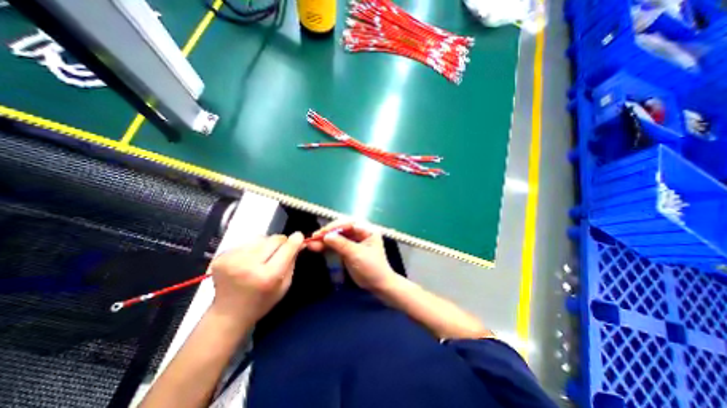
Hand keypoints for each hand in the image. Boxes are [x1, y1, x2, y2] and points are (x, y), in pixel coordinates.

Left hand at [210, 234, 304, 323]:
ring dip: (266, 244)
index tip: (299, 236)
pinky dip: (252, 248)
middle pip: (274, 239)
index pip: (287, 248)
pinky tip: (249, 260)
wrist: (229, 314)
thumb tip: (299, 241)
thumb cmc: (262, 301)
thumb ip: (292, 261)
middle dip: (281, 242)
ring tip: (262, 257)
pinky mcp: (221, 257)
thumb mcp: (285, 285)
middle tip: (280, 251)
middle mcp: (249, 265)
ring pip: (260, 238)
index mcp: (267, 276)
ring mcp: (232, 260)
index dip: (296, 240)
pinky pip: (246, 242)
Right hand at [306, 222, 395, 290]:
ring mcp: (354, 241)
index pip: (349, 223)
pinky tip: (316, 247)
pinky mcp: (348, 249)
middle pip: (341, 229)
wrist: (378, 285)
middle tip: (314, 237)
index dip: (335, 227)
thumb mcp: (356, 254)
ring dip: (325, 240)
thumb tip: (326, 236)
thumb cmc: (372, 267)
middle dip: (328, 233)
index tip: (322, 232)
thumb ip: (341, 244)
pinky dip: (327, 246)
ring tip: (311, 243)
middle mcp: (360, 232)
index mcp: (367, 230)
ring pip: (337, 237)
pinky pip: (336, 245)